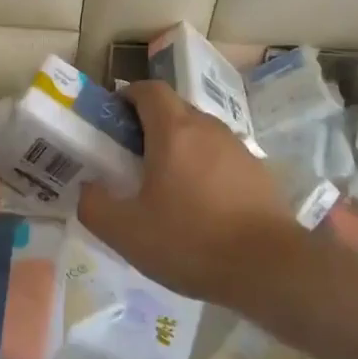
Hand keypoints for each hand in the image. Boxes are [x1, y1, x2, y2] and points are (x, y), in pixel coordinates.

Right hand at [78, 79, 297, 305]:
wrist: (269, 269)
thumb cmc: (190, 241)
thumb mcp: (125, 231)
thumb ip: (94, 205)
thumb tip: (88, 188)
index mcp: (174, 131)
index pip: (149, 89)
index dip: (127, 98)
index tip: (112, 123)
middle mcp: (209, 129)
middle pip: (174, 109)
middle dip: (149, 125)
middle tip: (130, 160)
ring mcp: (239, 149)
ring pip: (200, 134)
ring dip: (179, 148)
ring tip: (165, 187)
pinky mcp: (259, 173)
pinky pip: (221, 158)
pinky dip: (204, 169)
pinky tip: (199, 207)